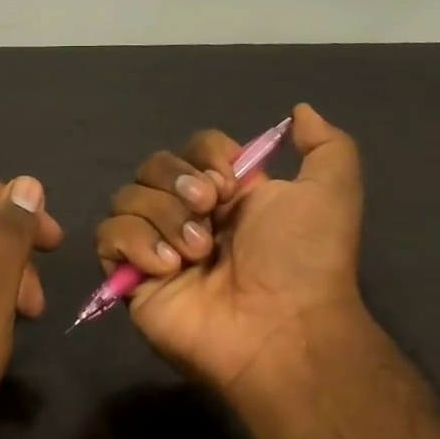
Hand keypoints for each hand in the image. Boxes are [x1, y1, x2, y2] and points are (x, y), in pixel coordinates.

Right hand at [93, 103, 365, 401]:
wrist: (281, 328)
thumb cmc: (303, 259)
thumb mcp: (332, 191)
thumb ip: (326, 144)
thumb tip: (300, 111)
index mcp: (227, 195)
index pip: (192, 149)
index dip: (205, 154)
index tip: (231, 181)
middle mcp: (187, 215)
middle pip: (151, 167)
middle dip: (177, 182)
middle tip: (209, 211)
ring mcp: (156, 246)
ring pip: (126, 198)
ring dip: (163, 216)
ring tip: (196, 252)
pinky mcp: (130, 278)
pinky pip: (107, 237)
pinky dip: (134, 242)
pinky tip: (168, 267)